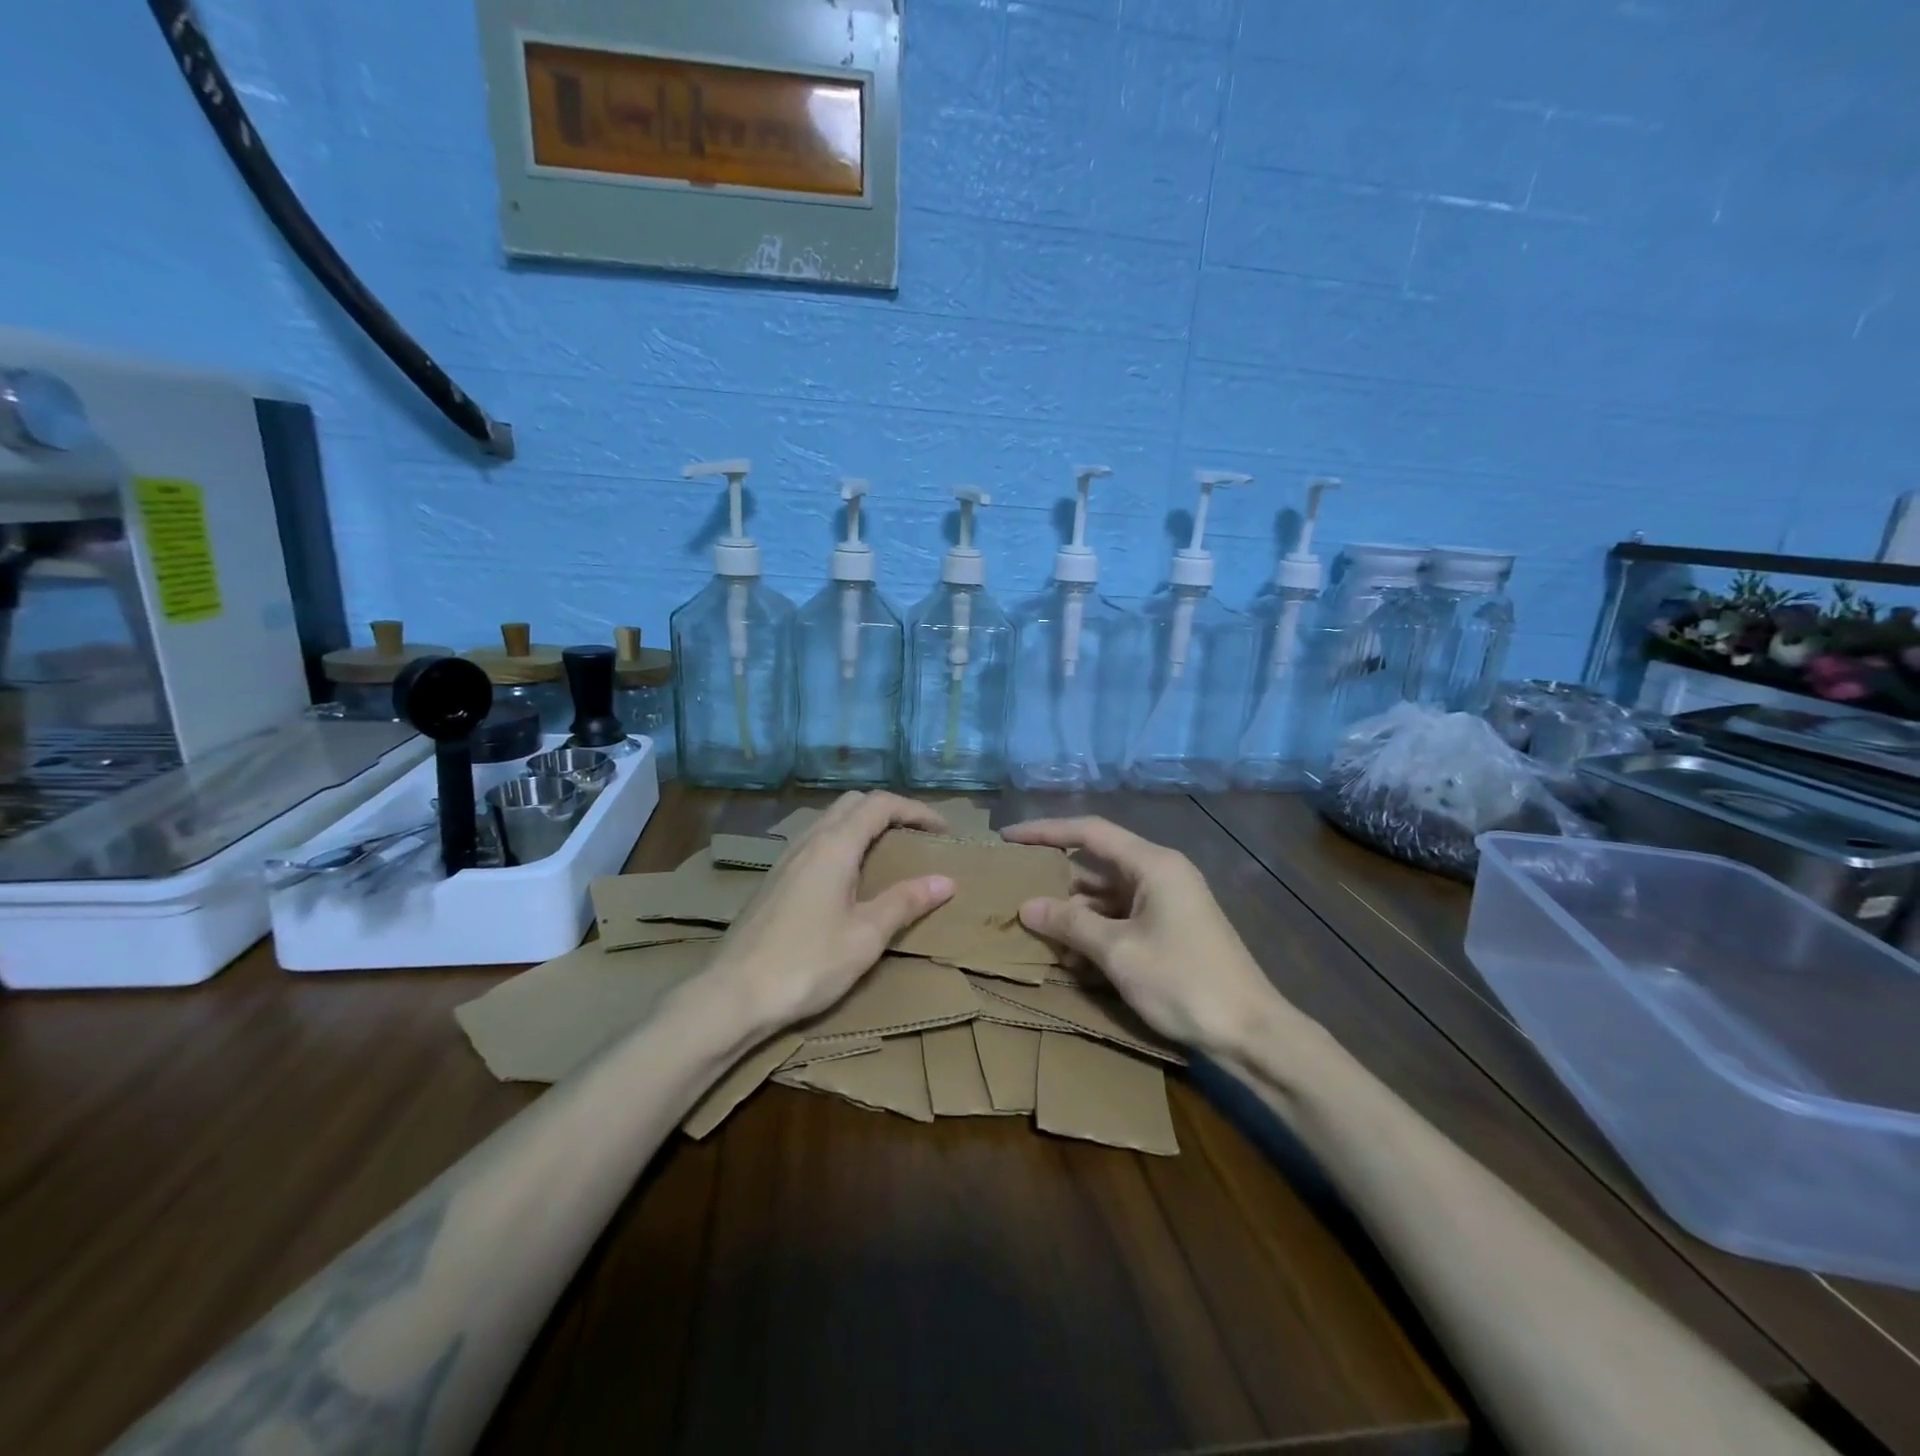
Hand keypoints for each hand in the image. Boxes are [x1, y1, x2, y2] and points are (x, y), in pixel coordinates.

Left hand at [714, 792, 955, 1031]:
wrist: (732, 994)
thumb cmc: (806, 963)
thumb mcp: (865, 936)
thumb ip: (905, 902)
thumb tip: (946, 881)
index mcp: (834, 846)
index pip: (880, 805)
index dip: (915, 810)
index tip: (943, 830)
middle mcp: (808, 841)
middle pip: (853, 803)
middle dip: (889, 811)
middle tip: (917, 836)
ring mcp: (786, 858)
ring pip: (830, 820)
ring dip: (863, 825)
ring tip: (888, 853)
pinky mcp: (774, 879)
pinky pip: (815, 841)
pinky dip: (842, 842)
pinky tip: (849, 877)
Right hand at [1001, 816, 1280, 1054]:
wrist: (1251, 1032)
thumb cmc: (1184, 982)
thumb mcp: (1118, 952)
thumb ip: (1070, 924)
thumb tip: (1027, 906)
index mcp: (1153, 864)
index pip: (1089, 832)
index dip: (1045, 831)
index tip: (1008, 837)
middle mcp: (1160, 874)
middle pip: (1096, 864)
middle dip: (1056, 878)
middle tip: (1013, 887)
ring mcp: (1166, 903)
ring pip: (1106, 895)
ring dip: (1073, 911)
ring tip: (1034, 926)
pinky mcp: (1169, 929)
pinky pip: (1121, 918)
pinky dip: (1095, 931)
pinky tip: (1069, 955)